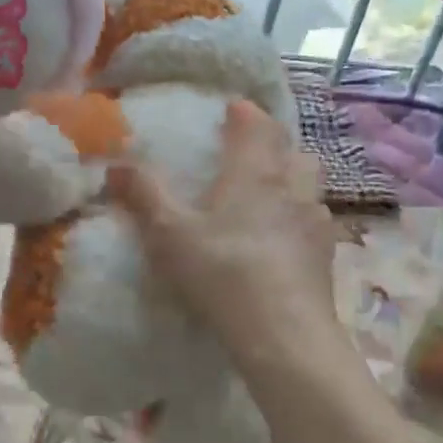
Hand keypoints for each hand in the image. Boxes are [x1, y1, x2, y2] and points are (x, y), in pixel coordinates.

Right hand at [108, 101, 341, 361]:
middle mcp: (292, 186)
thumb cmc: (222, 271)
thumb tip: (115, 164)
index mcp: (254, 172)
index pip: (256, 125)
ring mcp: (315, 221)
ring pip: (310, 184)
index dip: (244, 113)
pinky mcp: (326, 255)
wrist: (283, 333)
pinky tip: (285, 240)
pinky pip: (316, 222)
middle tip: (251, 153)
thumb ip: (144, 195)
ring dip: (293, 179)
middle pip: (292, 150)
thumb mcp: (169, 234)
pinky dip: (301, 218)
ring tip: (271, 195)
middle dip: (274, 144)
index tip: (232, 109)